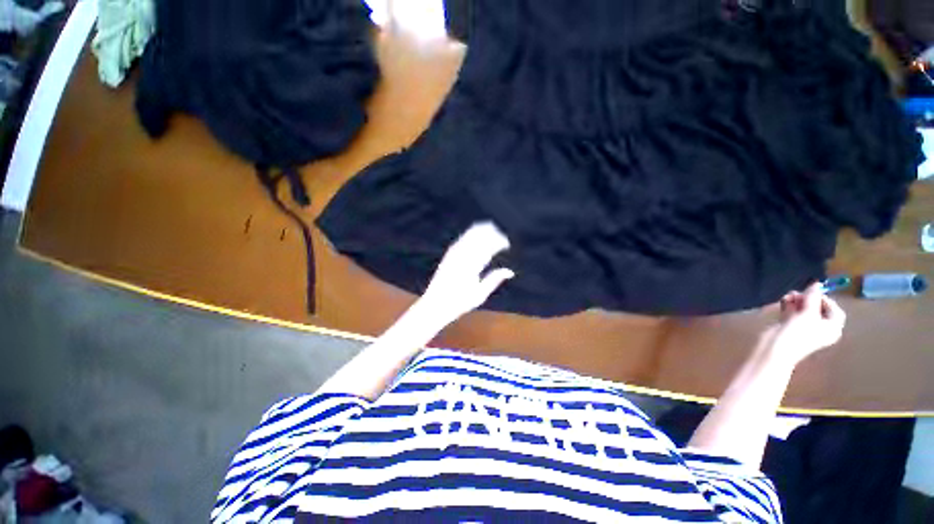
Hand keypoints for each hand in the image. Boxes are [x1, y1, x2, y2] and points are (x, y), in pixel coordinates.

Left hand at [416, 222, 513, 327]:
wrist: (435, 303)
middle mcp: (462, 257)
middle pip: (479, 238)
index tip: (507, 244)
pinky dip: (472, 234)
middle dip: (492, 234)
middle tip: (502, 238)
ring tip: (493, 231)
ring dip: (483, 231)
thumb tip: (510, 271)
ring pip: (470, 235)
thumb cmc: (459, 302)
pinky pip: (463, 238)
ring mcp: (454, 253)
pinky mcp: (449, 254)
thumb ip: (494, 280)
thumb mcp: (479, 295)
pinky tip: (478, 234)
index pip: (488, 247)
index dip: (498, 242)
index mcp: (472, 267)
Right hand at [766, 282, 846, 364]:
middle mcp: (820, 327)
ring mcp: (804, 326)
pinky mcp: (790, 325)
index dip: (826, 299)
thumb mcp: (808, 313)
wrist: (776, 347)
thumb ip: (813, 297)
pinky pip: (793, 311)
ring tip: (788, 296)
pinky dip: (789, 304)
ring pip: (804, 308)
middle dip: (808, 299)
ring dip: (797, 300)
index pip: (834, 310)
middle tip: (798, 293)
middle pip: (818, 308)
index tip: (813, 292)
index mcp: (831, 328)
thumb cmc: (798, 332)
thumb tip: (817, 283)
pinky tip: (783, 300)